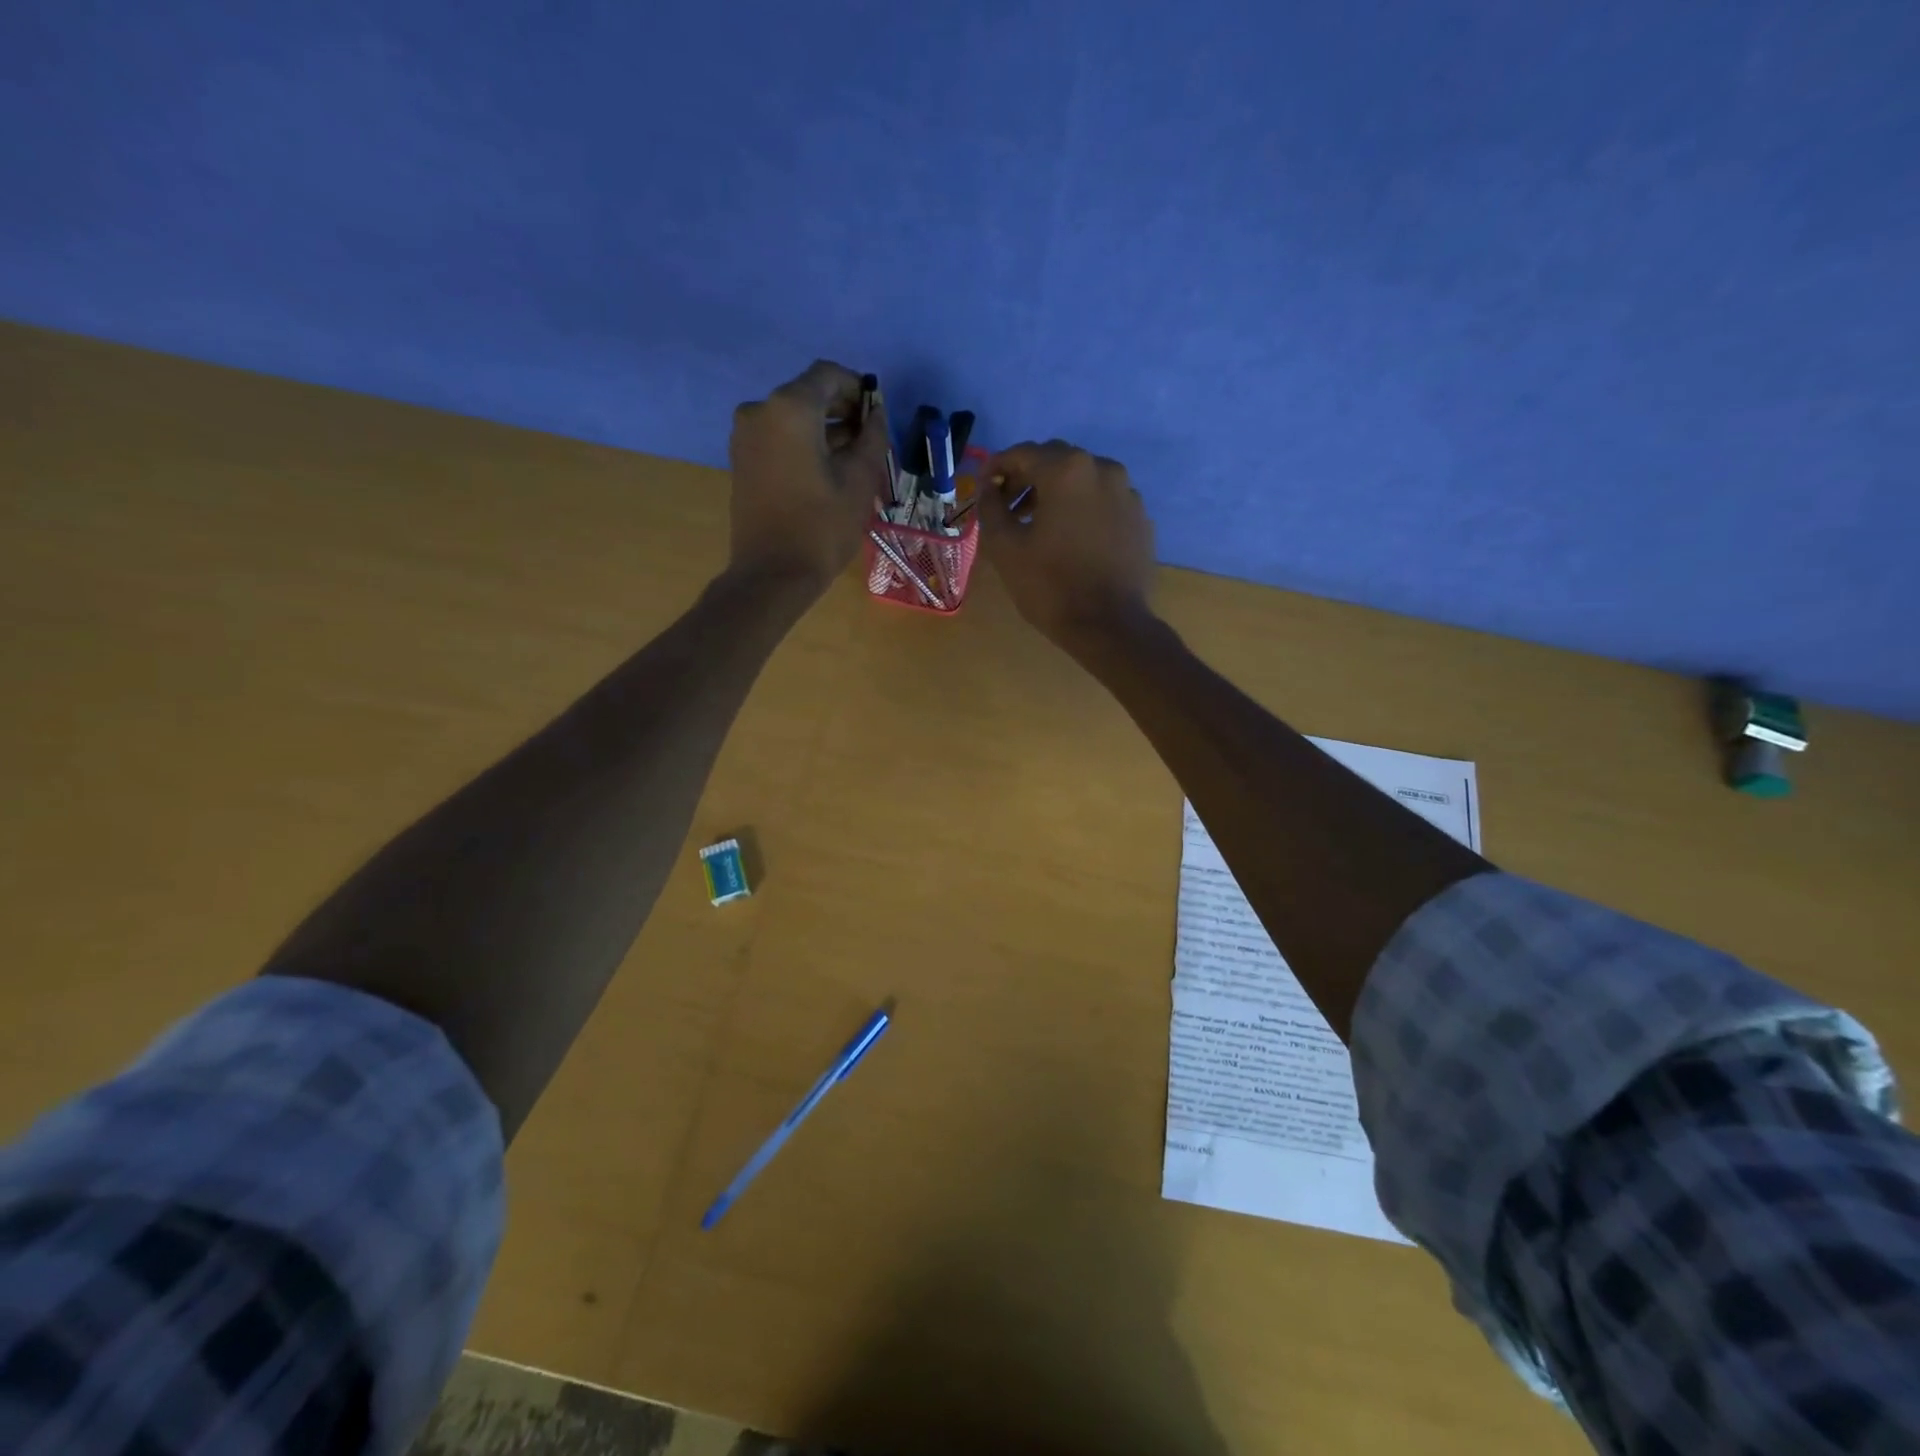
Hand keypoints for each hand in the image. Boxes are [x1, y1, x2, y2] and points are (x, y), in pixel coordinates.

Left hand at [728, 360, 890, 591]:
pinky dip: (803, 443)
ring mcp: (745, 436)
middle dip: (841, 410)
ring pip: (793, 417)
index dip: (857, 388)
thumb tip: (876, 414)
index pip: (828, 375)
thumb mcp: (860, 480)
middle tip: (869, 439)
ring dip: (823, 429)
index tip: (877, 414)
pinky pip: (778, 437)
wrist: (772, 574)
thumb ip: (872, 437)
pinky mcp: (741, 460)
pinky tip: (825, 471)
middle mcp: (760, 410)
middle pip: (808, 394)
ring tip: (852, 460)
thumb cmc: (822, 526)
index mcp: (790, 408)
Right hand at [978, 440, 1155, 644]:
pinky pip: (1104, 502)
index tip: (984, 488)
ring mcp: (1127, 493)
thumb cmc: (1051, 586)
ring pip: (1083, 480)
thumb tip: (988, 486)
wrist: (1110, 626)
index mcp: (1067, 470)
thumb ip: (990, 507)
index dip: (997, 468)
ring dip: (1056, 493)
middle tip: (1009, 507)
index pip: (1022, 453)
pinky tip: (1072, 540)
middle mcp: (1103, 469)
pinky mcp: (1140, 518)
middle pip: (1056, 461)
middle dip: (1028, 478)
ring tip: (1039, 525)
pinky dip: (1083, 510)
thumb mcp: (1005, 547)